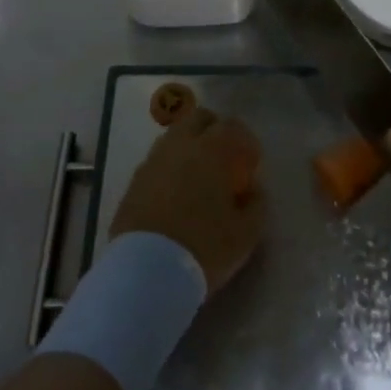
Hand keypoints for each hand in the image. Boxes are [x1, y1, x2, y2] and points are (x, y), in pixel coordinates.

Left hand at [110, 106, 265, 294]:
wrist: (146, 271)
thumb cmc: (204, 248)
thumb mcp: (246, 234)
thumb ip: (256, 204)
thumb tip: (253, 190)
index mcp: (211, 150)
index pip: (232, 126)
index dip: (245, 141)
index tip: (251, 163)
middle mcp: (180, 146)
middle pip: (198, 119)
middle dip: (215, 130)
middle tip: (225, 158)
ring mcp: (153, 161)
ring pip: (174, 137)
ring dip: (189, 146)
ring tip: (199, 176)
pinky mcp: (134, 181)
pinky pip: (157, 161)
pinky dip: (170, 167)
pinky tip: (176, 193)